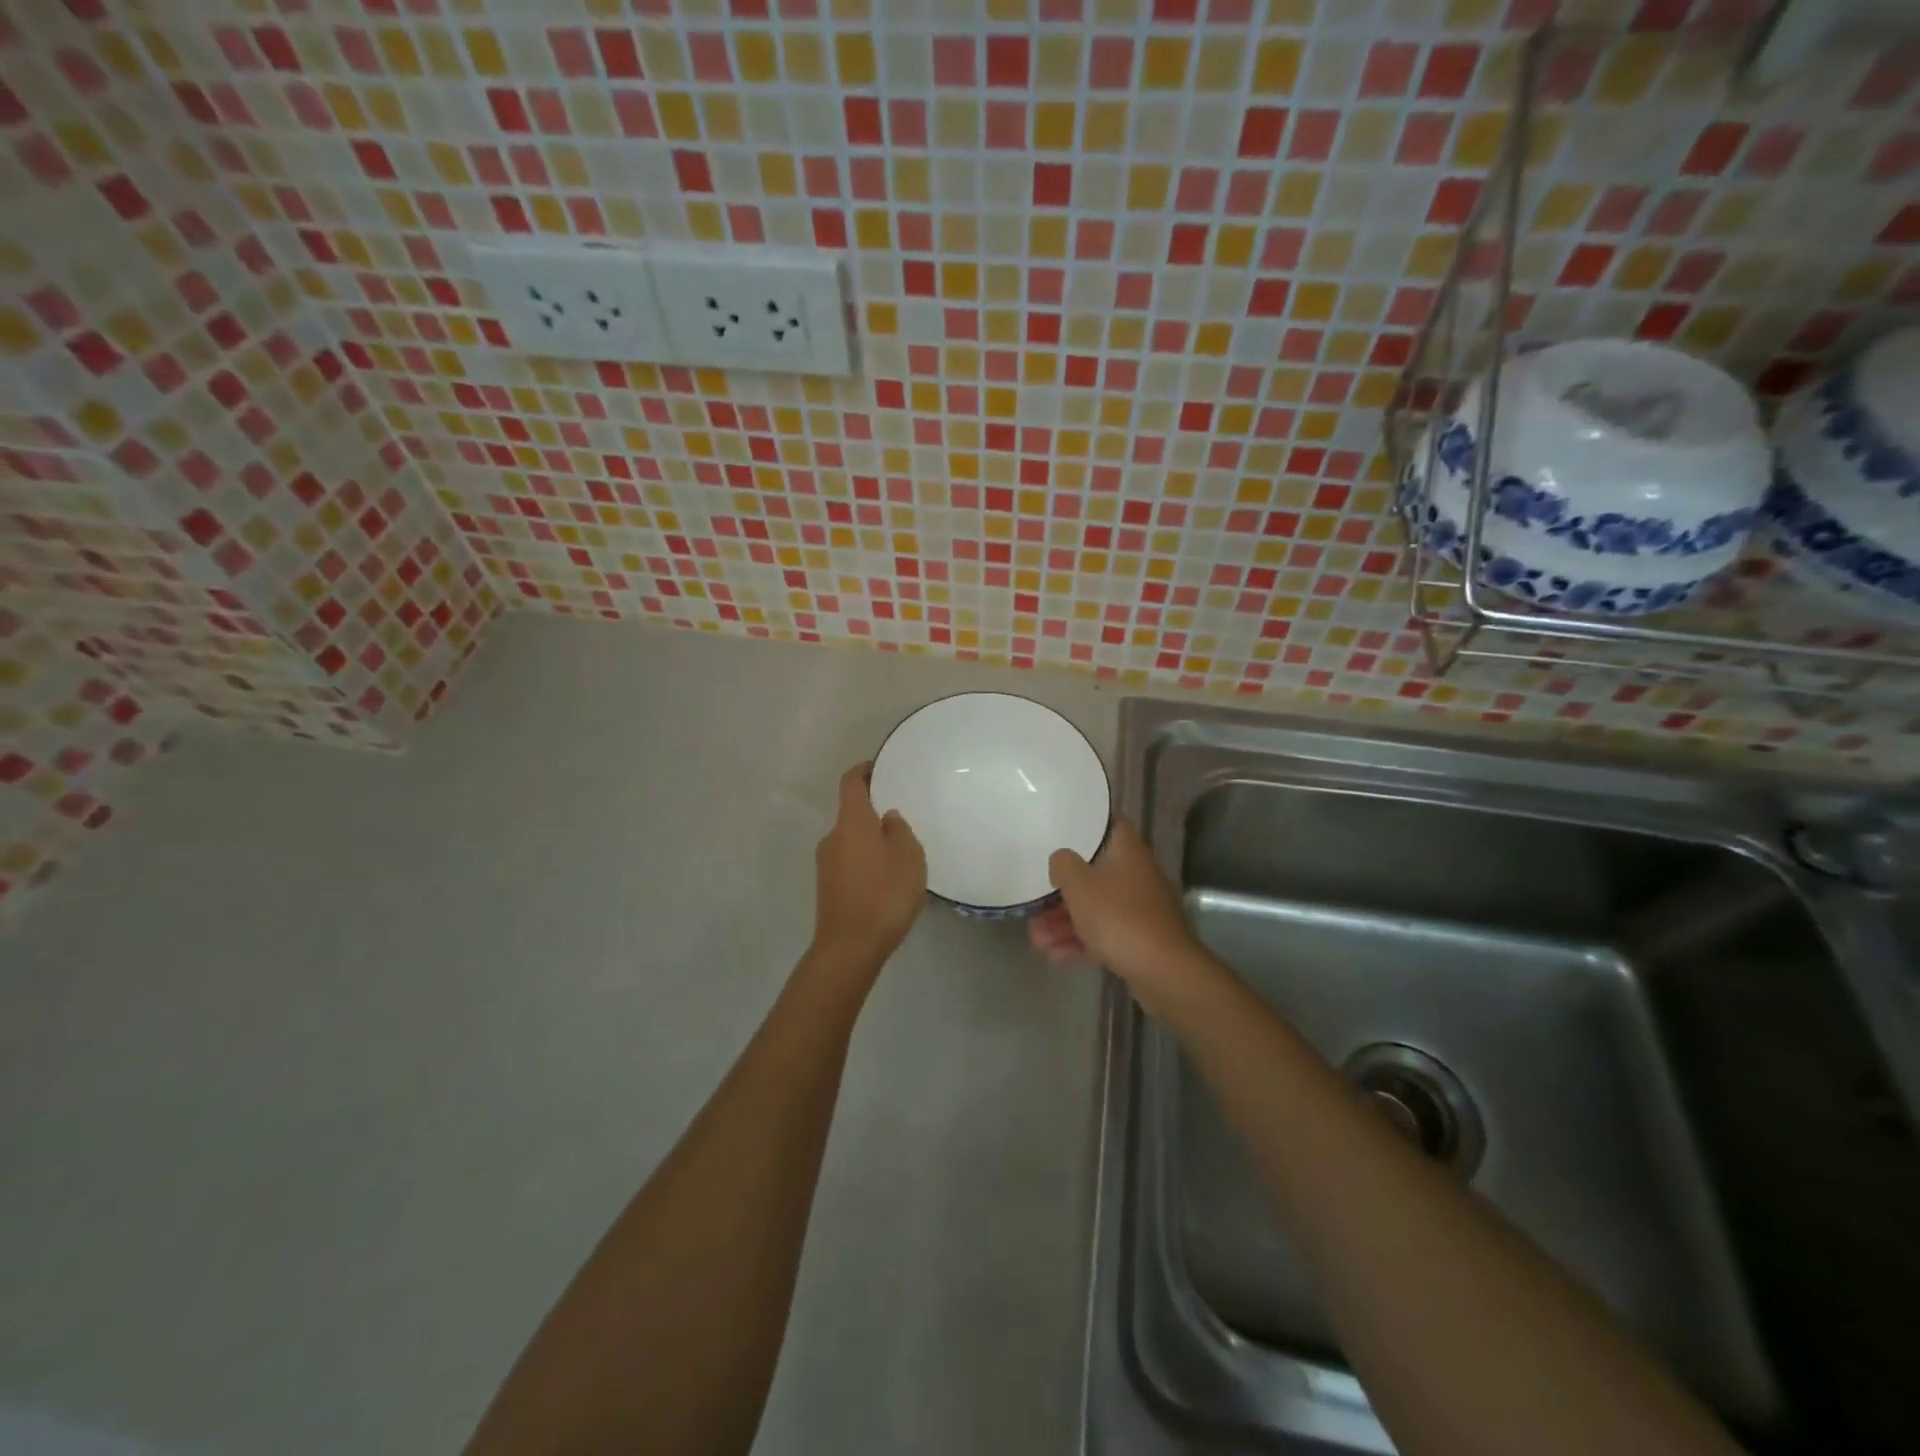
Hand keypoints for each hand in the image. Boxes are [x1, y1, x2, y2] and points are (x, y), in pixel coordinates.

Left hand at [809, 763, 926, 972]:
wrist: (849, 947)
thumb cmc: (884, 894)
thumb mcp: (908, 857)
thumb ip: (899, 830)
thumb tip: (887, 817)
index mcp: (851, 822)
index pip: (851, 783)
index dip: (863, 771)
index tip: (879, 768)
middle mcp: (832, 837)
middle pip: (851, 814)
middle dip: (873, 814)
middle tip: (901, 821)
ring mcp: (825, 864)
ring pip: (850, 841)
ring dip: (870, 842)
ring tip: (898, 855)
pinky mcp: (827, 888)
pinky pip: (848, 864)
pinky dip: (864, 863)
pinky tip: (885, 881)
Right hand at [1029, 818, 1206, 999]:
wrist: (1162, 970)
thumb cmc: (1117, 916)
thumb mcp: (1079, 885)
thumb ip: (1063, 864)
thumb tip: (1061, 860)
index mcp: (1127, 851)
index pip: (1110, 825)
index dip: (1087, 826)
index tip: (1062, 832)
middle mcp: (1137, 874)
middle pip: (1095, 874)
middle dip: (1063, 891)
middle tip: (1035, 904)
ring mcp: (1140, 909)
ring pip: (1096, 907)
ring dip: (1065, 922)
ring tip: (1036, 940)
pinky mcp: (1140, 939)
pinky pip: (1105, 933)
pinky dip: (1081, 941)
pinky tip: (1054, 955)